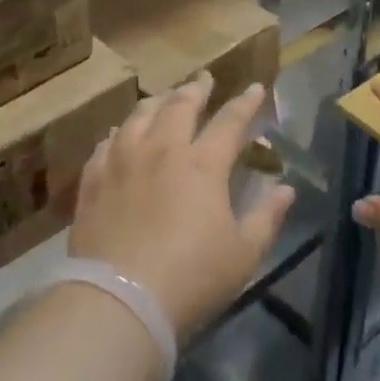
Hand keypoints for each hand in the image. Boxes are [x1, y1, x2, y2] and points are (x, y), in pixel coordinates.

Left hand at [69, 73, 292, 340]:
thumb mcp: (243, 254)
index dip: (245, 103)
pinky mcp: (94, 181)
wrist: (119, 301)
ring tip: (163, 98)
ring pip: (139, 116)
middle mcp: (162, 150)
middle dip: (196, 89)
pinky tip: (118, 135)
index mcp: (202, 164)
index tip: (256, 88)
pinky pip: (105, 144)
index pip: (230, 121)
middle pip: (179, 106)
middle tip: (204, 79)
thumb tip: (286, 189)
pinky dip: (118, 134)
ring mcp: (123, 162)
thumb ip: (267, 217)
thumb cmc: (191, 278)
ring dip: (156, 102)